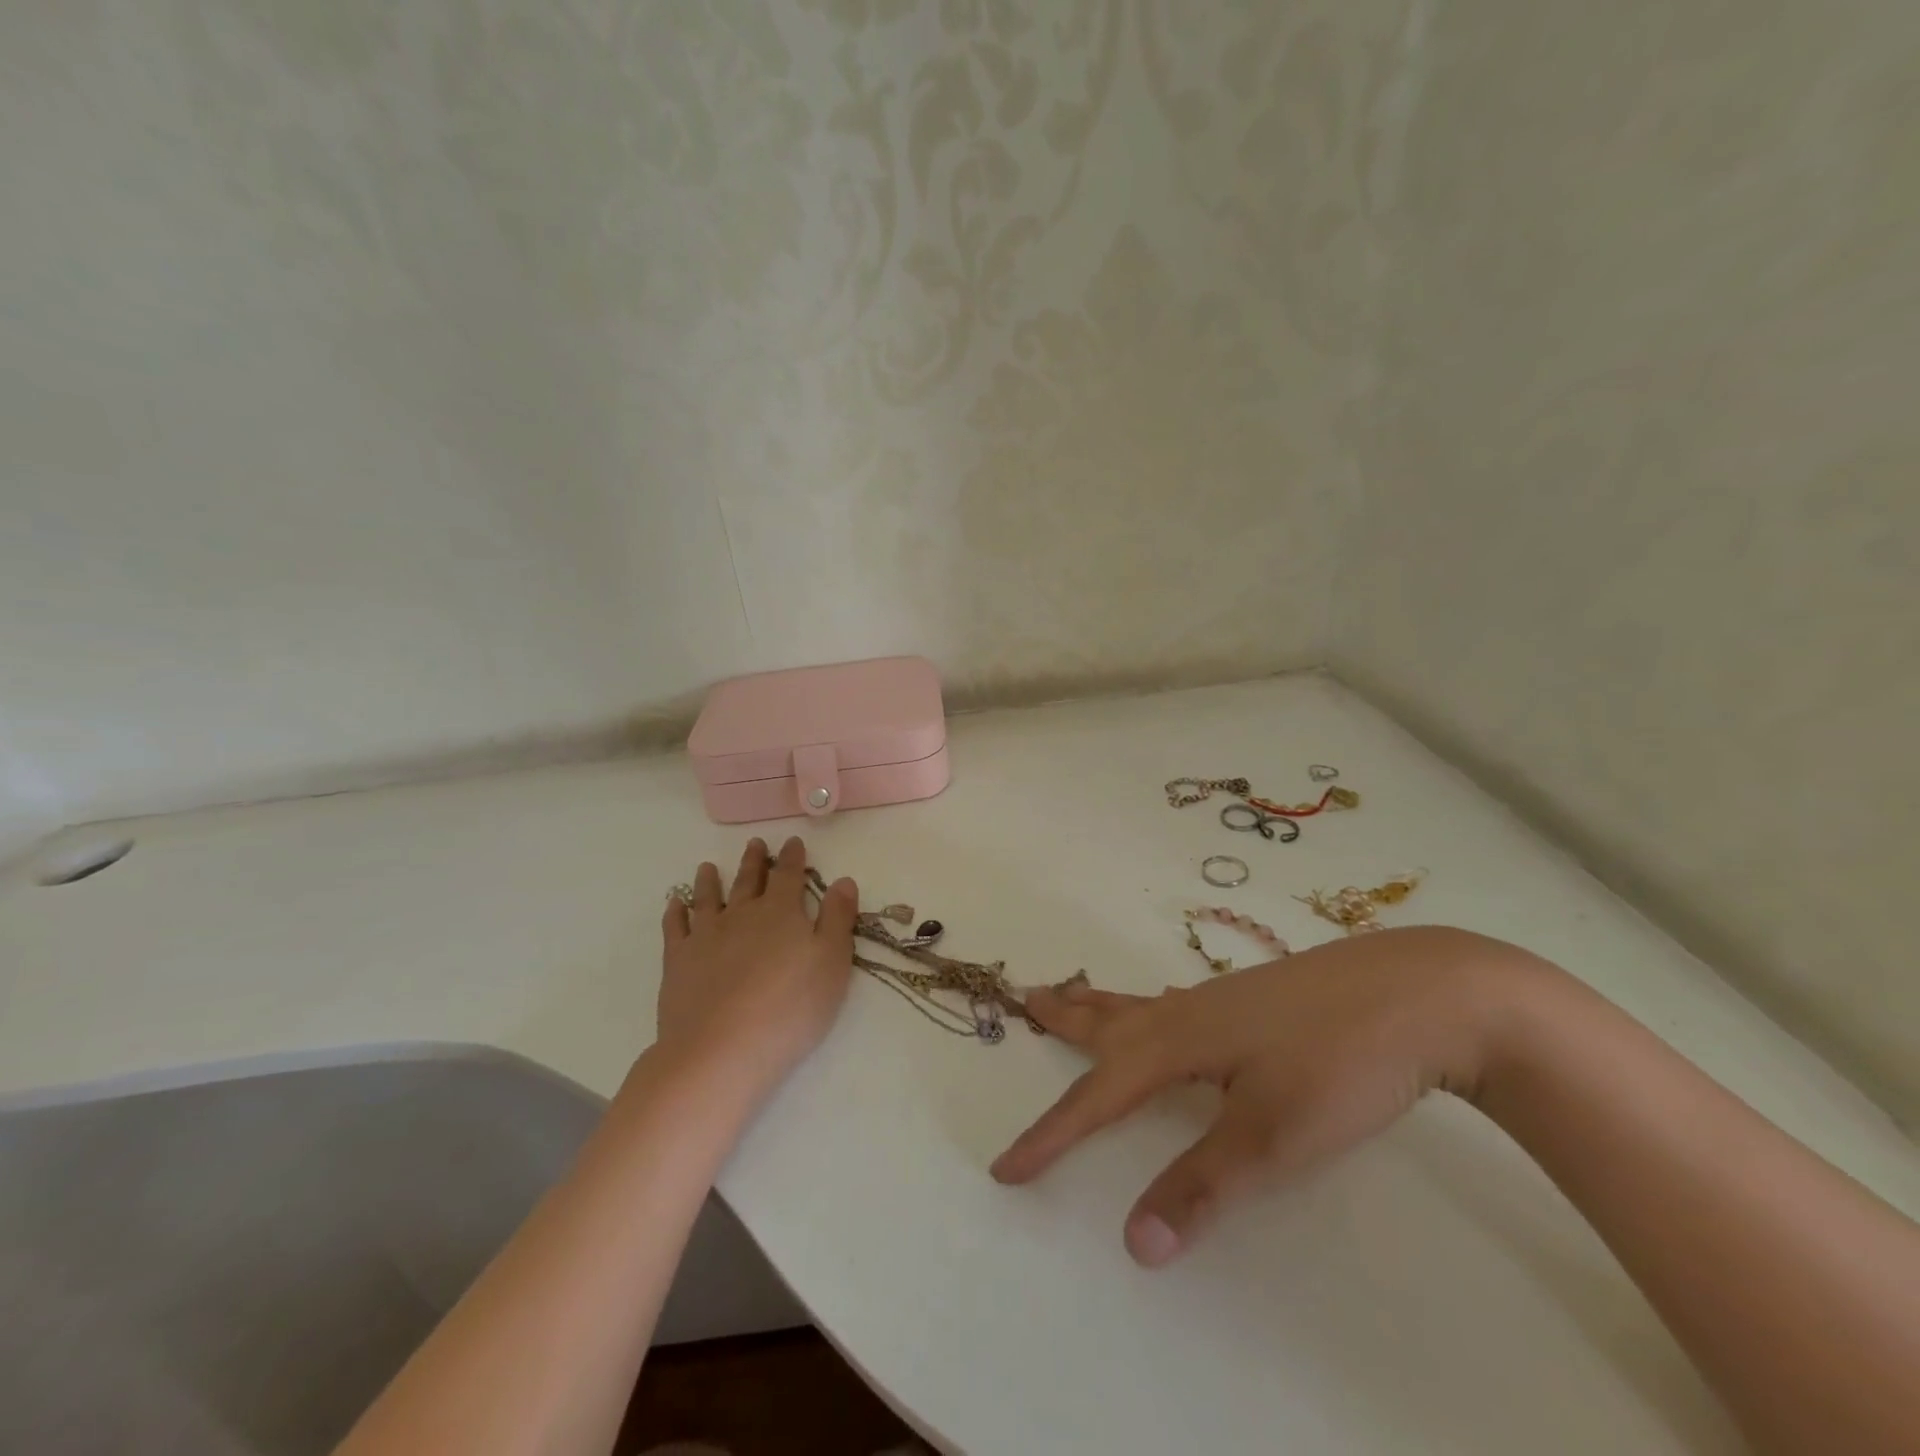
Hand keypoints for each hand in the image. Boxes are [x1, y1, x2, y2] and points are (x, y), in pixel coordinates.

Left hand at [658, 836, 858, 1094]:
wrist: (720, 1050)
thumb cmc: (789, 1008)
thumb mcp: (831, 964)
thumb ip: (837, 919)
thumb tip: (843, 880)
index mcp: (781, 913)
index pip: (789, 876)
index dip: (793, 858)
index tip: (792, 841)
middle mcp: (742, 915)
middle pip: (749, 881)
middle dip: (755, 861)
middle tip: (755, 843)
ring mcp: (706, 936)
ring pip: (709, 899)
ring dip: (711, 881)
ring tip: (708, 867)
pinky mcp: (678, 962)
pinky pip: (675, 928)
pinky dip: (675, 913)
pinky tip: (675, 904)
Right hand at [991, 926, 1537, 1266]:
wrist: (1420, 994)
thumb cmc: (1339, 1065)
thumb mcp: (1271, 1138)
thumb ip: (1200, 1185)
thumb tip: (1134, 1240)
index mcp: (1177, 1042)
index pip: (1097, 1097)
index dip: (1049, 1136)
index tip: (1004, 1167)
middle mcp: (1188, 1013)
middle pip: (1107, 1018)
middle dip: (1063, 1018)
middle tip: (1024, 1000)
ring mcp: (1224, 1000)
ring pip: (1141, 1003)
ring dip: (1098, 1004)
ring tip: (1072, 995)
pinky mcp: (1256, 997)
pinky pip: (1176, 1002)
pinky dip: (1147, 1005)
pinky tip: (1167, 1009)